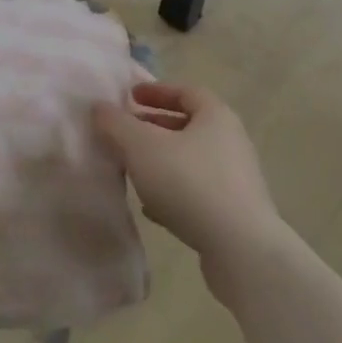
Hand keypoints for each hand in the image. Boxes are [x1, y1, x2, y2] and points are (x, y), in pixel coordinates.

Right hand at [92, 81, 288, 296]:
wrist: (241, 251)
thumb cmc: (189, 183)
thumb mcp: (141, 146)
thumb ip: (116, 124)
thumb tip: (99, 108)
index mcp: (215, 115)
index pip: (185, 91)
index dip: (156, 91)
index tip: (129, 97)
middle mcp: (230, 141)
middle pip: (188, 125)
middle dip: (154, 127)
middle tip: (126, 133)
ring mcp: (236, 179)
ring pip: (190, 160)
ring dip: (162, 161)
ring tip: (133, 170)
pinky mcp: (234, 214)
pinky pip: (198, 193)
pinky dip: (173, 192)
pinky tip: (151, 208)